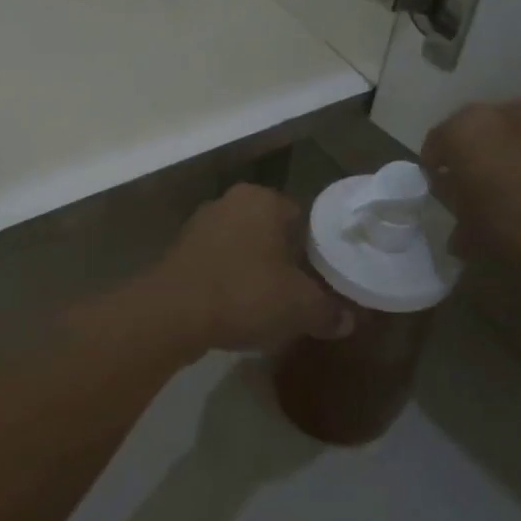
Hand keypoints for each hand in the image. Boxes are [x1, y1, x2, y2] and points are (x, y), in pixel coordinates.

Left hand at [134, 184, 347, 355]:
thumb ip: (329, 311)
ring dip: (252, 271)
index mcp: (262, 199)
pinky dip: (226, 281)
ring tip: (266, 306)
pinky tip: (234, 309)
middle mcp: (230, 201)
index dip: (313, 249)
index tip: (319, 278)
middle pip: (269, 232)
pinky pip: (215, 263)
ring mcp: (199, 224)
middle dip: (282, 260)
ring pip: (240, 247)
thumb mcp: (300, 307)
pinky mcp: (178, 250)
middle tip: (296, 294)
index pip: (300, 217)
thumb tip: (347, 321)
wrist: (173, 313)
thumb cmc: (245, 294)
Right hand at [421, 102, 520, 271]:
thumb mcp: (473, 233)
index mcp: (462, 130)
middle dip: (464, 161)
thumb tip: (457, 229)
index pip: (433, 147)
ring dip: (495, 158)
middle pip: (466, 135)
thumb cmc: (519, 225)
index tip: (444, 200)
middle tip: (470, 195)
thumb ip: (457, 222)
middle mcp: (494, 112)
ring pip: (499, 136)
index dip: (434, 175)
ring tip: (504, 193)